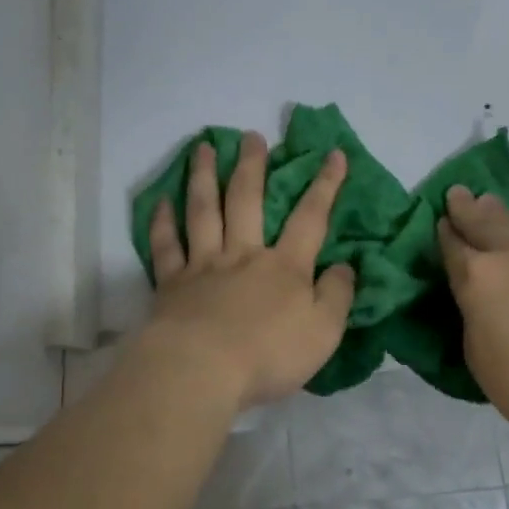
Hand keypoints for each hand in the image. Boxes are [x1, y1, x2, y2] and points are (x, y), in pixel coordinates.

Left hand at [144, 133, 356, 409]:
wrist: (201, 371)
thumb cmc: (268, 355)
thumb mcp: (323, 332)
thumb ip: (337, 296)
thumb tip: (346, 266)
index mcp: (284, 266)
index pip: (310, 217)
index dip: (325, 185)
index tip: (333, 154)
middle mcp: (243, 254)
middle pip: (247, 200)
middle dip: (252, 165)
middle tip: (251, 136)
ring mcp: (203, 265)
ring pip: (204, 211)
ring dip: (203, 176)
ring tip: (203, 147)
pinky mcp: (171, 284)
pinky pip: (166, 246)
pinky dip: (162, 222)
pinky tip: (162, 201)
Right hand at [437, 186, 508, 432]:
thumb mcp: (476, 350)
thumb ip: (473, 312)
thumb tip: (482, 298)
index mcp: (476, 276)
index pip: (452, 242)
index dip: (445, 231)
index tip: (442, 220)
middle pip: (484, 219)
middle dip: (468, 206)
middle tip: (460, 194)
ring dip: (506, 227)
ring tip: (497, 219)